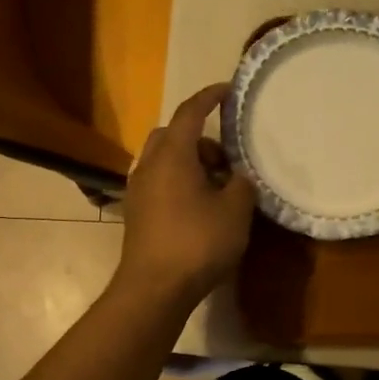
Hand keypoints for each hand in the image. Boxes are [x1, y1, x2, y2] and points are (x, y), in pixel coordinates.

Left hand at [114, 84, 255, 307]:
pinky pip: (159, 182)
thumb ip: (242, 185)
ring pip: (164, 160)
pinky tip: (199, 208)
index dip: (210, 97)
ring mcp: (138, 190)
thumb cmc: (197, 243)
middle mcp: (149, 165)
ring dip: (189, 163)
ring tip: (217, 188)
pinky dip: (179, 182)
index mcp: (173, 155)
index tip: (228, 91)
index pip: (190, 112)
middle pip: (173, 134)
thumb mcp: (235, 212)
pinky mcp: (136, 213)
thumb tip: (237, 178)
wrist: (154, 288)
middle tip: (226, 159)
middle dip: (199, 138)